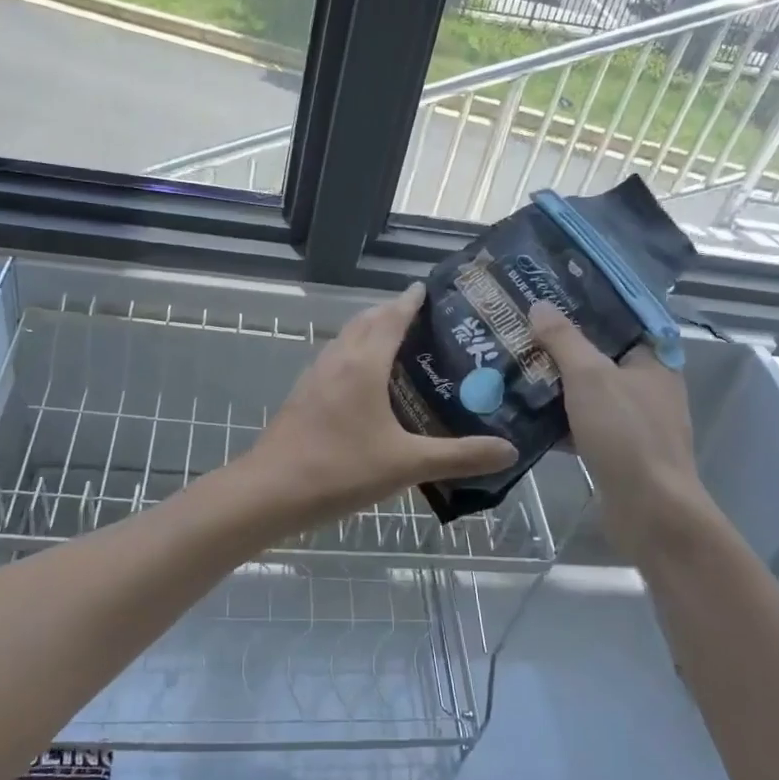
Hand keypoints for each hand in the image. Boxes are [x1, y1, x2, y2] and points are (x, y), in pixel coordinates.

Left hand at [246, 284, 517, 525]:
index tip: (429, 288)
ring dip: (370, 332)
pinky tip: (366, 384)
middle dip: (392, 312)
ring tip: (400, 344)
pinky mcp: (303, 396)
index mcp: (364, 364)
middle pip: (366, 322)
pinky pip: (335, 360)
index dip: (410, 300)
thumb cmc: (340, 469)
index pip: (391, 317)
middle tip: (425, 318)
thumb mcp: (406, 465)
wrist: (270, 492)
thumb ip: (459, 457)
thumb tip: (508, 450)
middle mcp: (338, 360)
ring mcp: (315, 377)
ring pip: (346, 340)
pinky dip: (355, 355)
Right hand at [529, 302, 726, 565]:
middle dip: (561, 347)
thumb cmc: (626, 434)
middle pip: (600, 356)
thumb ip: (564, 340)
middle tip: (521, 331)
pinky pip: (584, 423)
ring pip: (589, 392)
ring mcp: (634, 422)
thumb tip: (541, 306)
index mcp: (653, 361)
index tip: (549, 298)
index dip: (586, 308)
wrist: (651, 512)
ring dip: (555, 384)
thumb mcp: (590, 377)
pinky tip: (523, 413)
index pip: (620, 321)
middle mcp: (648, 387)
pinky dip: (558, 419)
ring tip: (514, 367)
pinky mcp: (618, 451)